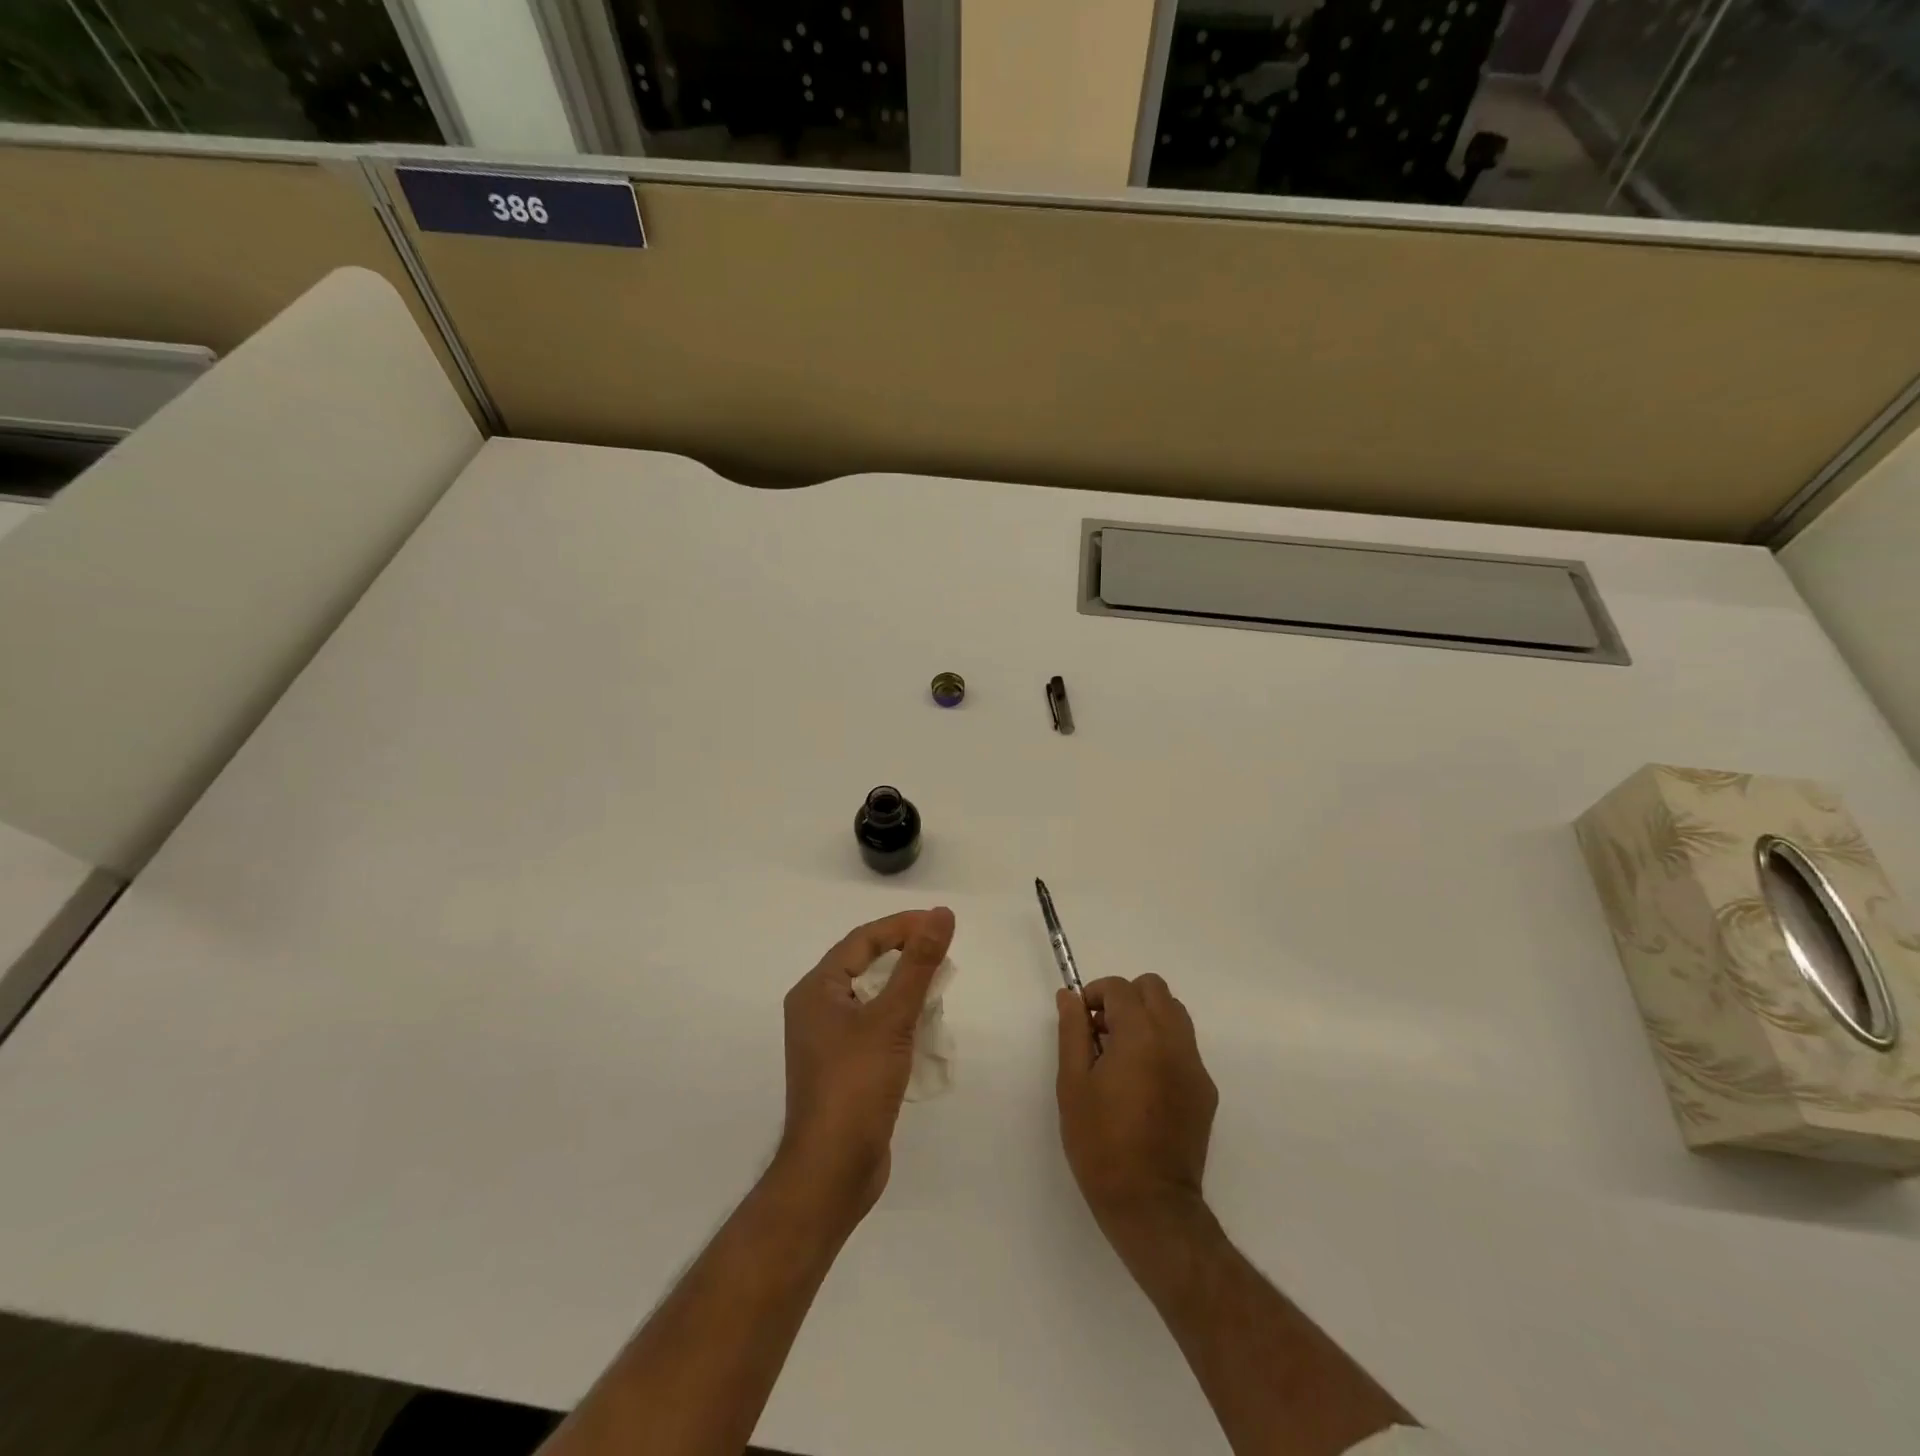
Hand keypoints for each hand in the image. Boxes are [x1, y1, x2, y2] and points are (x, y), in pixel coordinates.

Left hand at [777, 907, 955, 1227]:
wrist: (832, 1172)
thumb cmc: (855, 1086)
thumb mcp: (891, 1019)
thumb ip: (918, 964)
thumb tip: (941, 914)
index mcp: (816, 990)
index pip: (862, 940)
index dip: (902, 926)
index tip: (941, 922)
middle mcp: (816, 1009)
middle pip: (865, 965)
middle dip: (906, 956)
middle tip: (944, 953)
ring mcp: (828, 1041)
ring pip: (872, 997)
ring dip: (905, 988)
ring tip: (940, 987)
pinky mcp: (844, 1067)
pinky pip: (874, 1026)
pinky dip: (900, 1019)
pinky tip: (925, 1027)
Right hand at [1057, 975, 1218, 1246]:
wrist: (1150, 1204)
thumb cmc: (1101, 1143)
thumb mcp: (1073, 1084)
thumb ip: (1072, 1031)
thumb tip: (1069, 997)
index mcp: (1141, 1035)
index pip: (1120, 988)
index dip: (1094, 994)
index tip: (1080, 1020)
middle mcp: (1174, 1041)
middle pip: (1154, 989)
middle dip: (1125, 998)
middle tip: (1101, 1031)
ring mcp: (1195, 1066)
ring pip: (1174, 1014)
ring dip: (1146, 1018)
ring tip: (1121, 1055)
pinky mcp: (1205, 1090)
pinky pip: (1184, 1047)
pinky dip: (1162, 1045)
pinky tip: (1142, 1084)